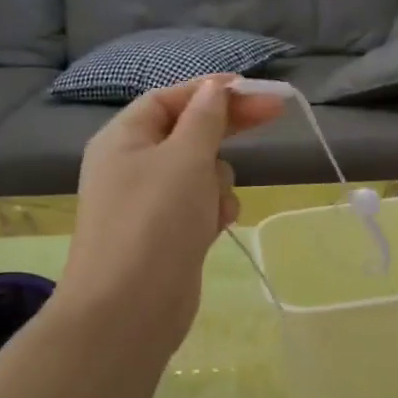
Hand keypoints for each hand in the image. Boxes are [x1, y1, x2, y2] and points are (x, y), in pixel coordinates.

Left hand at [58, 75, 284, 349]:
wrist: (130, 308)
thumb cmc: (155, 221)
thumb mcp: (185, 158)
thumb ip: (205, 119)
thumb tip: (214, 88)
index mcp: (123, 138)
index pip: (170, 98)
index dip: (210, 89)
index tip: (253, 88)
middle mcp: (132, 165)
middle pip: (187, 132)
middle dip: (226, 129)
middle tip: (274, 115)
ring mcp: (150, 202)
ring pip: (200, 172)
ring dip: (218, 180)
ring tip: (215, 203)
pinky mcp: (167, 233)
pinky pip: (200, 205)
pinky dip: (212, 209)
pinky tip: (215, 226)